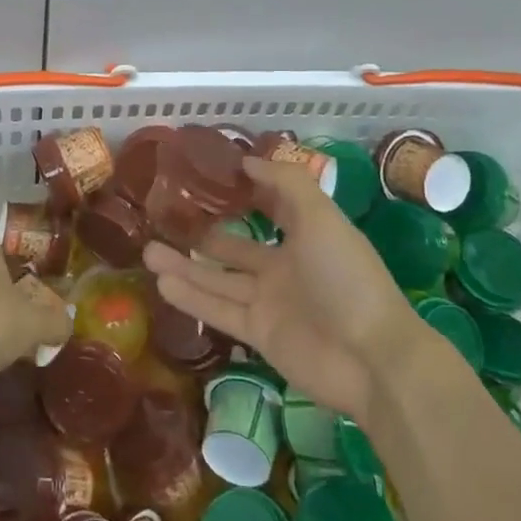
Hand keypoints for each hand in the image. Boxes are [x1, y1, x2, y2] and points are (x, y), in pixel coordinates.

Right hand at [144, 156, 417, 423]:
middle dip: (201, 232)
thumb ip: (285, 184)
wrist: (373, 359)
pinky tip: (161, 283)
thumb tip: (246, 160)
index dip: (243, 191)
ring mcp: (270, 302)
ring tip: (147, 250)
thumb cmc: (346, 276)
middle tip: (164, 218)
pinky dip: (191, 297)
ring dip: (185, 265)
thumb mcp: (320, 217)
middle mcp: (285, 266)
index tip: (205, 176)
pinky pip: (219, 310)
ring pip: (219, 278)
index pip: (269, 206)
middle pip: (234, 245)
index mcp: (305, 234)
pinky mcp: (259, 334)